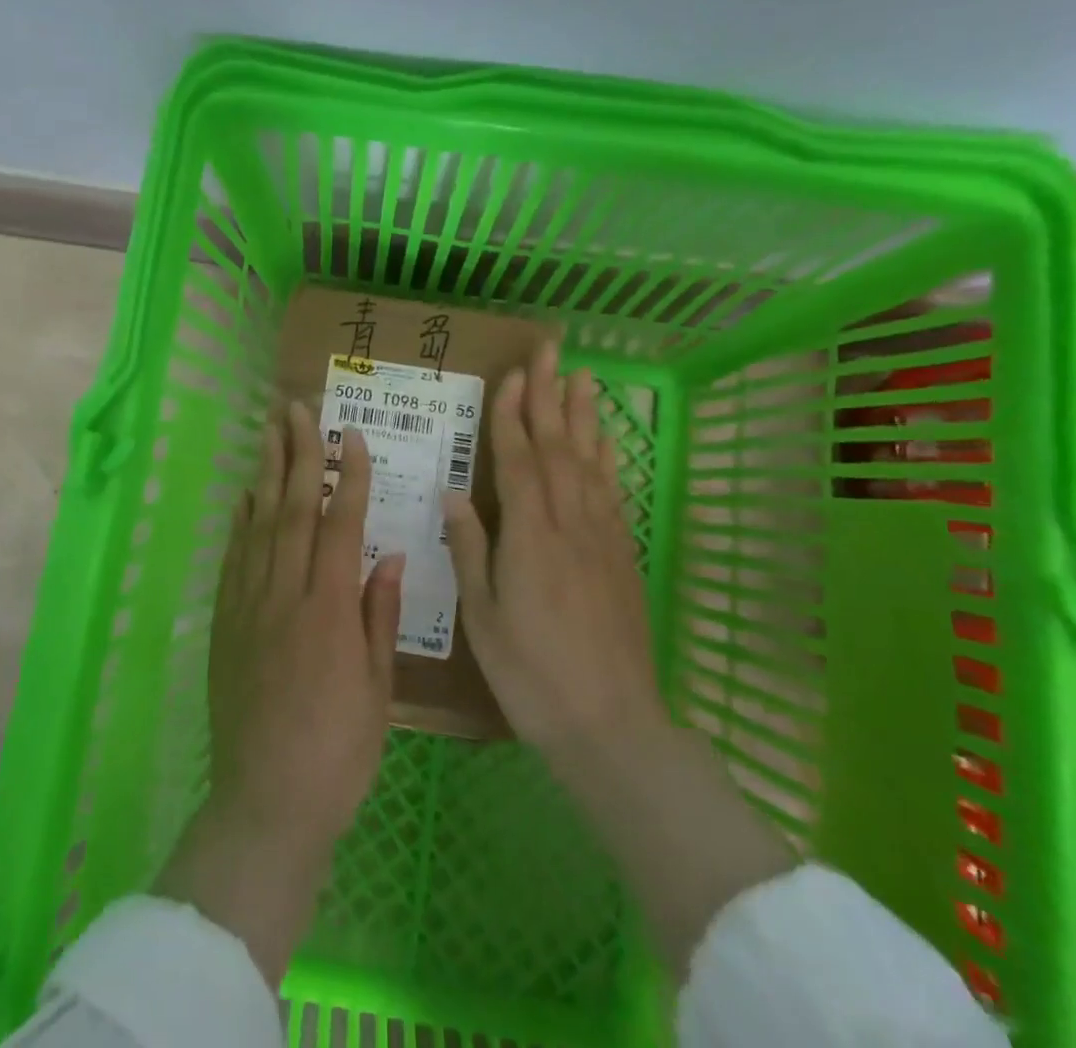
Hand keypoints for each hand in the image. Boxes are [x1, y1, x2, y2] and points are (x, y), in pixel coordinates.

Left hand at [156, 401, 402, 983]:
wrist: (267, 800)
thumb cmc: (339, 749)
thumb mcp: (378, 686)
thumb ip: (380, 614)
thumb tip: (390, 555)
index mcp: (329, 608)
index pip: (340, 524)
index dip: (348, 476)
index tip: (351, 436)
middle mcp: (285, 593)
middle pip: (292, 509)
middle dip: (298, 453)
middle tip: (297, 408)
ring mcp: (249, 605)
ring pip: (258, 523)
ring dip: (266, 472)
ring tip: (269, 430)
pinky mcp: (225, 622)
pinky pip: (233, 557)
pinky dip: (241, 520)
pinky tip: (245, 495)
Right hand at [443, 343, 793, 971]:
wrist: (611, 723)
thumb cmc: (531, 674)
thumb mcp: (482, 617)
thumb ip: (470, 549)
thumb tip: (453, 494)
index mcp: (529, 536)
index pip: (519, 459)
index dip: (513, 414)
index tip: (512, 374)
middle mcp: (569, 523)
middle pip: (558, 446)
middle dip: (550, 395)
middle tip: (550, 351)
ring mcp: (602, 536)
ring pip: (590, 461)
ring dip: (583, 416)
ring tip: (582, 377)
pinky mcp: (622, 554)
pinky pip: (612, 492)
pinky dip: (607, 458)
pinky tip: (606, 441)